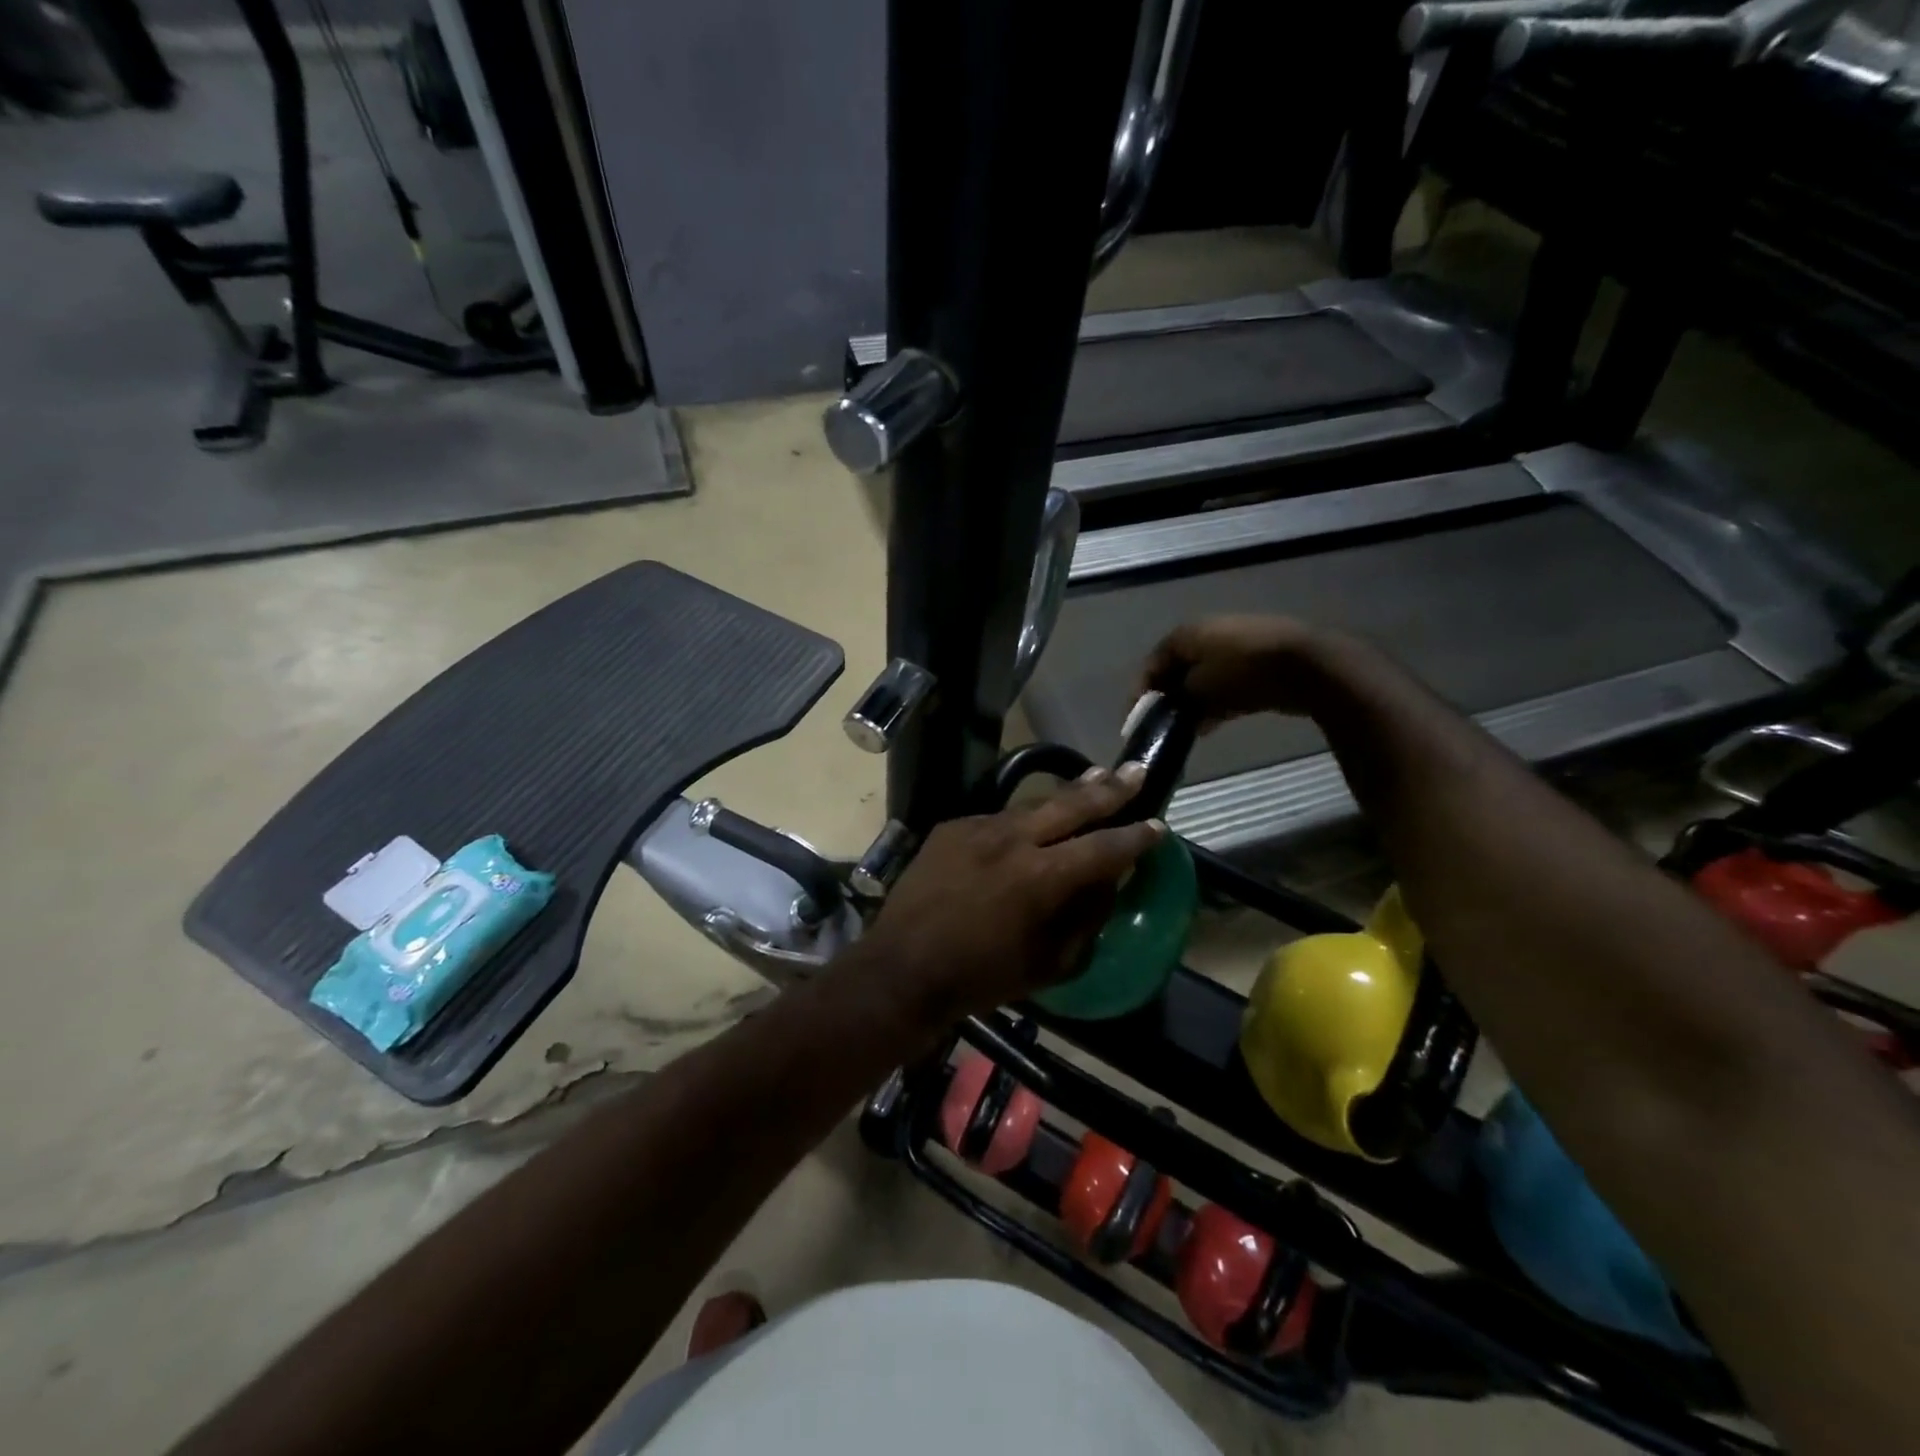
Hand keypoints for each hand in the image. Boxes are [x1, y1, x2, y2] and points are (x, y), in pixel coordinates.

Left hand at [847, 767, 1166, 1030]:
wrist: (900, 968)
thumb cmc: (981, 978)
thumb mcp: (1048, 963)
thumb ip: (1084, 919)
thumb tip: (1105, 884)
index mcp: (1040, 878)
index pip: (1103, 848)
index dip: (1135, 838)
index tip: (1157, 826)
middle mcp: (1012, 840)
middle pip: (1071, 805)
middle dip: (1110, 789)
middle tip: (1136, 770)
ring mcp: (978, 828)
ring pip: (1034, 805)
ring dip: (1068, 794)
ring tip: (1096, 778)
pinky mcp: (952, 828)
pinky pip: (999, 819)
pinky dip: (1023, 821)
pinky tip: (1032, 822)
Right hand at [1140, 615, 1324, 728]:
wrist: (1307, 666)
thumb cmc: (1242, 672)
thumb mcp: (1199, 689)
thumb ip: (1177, 699)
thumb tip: (1171, 709)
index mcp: (1186, 634)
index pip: (1151, 664)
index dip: (1140, 693)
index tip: (1135, 721)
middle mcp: (1206, 634)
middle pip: (1176, 670)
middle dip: (1167, 699)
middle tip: (1160, 727)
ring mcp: (1235, 646)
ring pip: (1201, 679)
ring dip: (1191, 704)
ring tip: (1184, 731)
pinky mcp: (1257, 662)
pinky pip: (1224, 684)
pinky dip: (1214, 702)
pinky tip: (1209, 726)